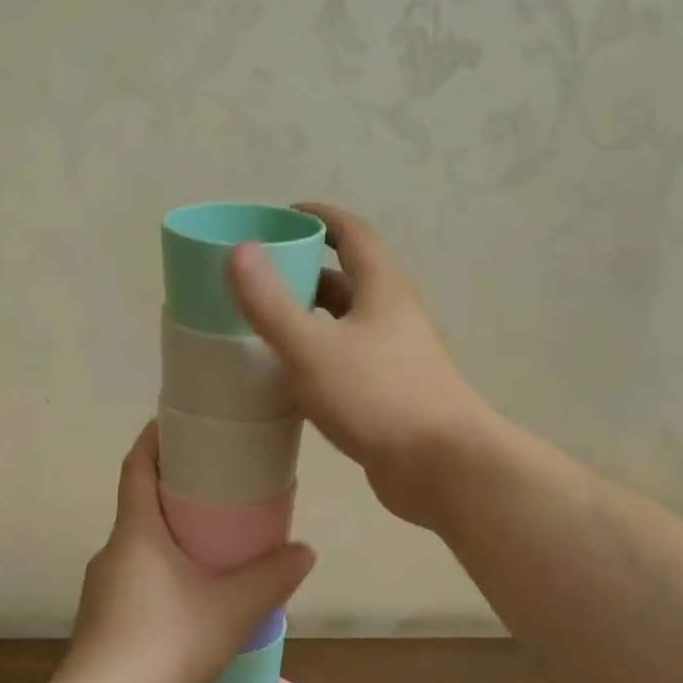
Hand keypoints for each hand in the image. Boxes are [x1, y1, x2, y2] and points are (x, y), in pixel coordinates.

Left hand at [67, 423, 314, 682]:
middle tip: (214, 491)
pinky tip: (186, 601)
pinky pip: (133, 579)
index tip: (174, 423)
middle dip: (172, 492)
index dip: (153, 440)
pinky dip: (158, 573)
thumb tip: (305, 551)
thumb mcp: (232, 608)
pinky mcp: (99, 619)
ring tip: (208, 549)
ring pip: (137, 547)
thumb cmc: (167, 642)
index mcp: (135, 532)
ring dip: (167, 538)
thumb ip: (272, 577)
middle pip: (138, 506)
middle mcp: (111, 552)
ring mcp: (100, 588)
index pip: (136, 467)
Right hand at [228, 203, 493, 528]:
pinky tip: (290, 378)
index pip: (352, 233)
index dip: (319, 217)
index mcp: (383, 289)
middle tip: (259, 278)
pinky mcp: (390, 394)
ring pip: (347, 325)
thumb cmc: (379, 398)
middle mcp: (393, 316)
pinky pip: (348, 362)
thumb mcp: (314, 348)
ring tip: (264, 326)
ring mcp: (395, 357)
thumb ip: (272, 304)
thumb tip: (240, 250)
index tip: (283, 215)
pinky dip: (318, 358)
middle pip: (348, 279)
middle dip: (305, 272)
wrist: (442, 467)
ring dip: (310, 319)